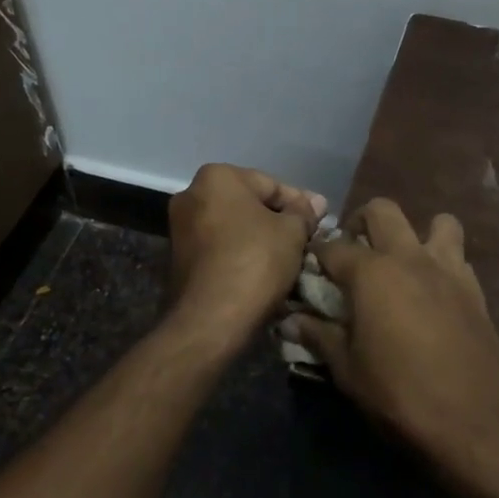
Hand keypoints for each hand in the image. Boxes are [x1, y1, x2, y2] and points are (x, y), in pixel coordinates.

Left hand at [167, 164, 325, 352]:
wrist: (211, 320)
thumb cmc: (255, 262)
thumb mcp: (292, 232)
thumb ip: (304, 212)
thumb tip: (316, 202)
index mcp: (217, 177)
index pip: (271, 184)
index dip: (300, 205)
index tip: (320, 223)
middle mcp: (191, 195)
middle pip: (249, 204)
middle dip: (277, 221)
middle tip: (306, 241)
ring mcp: (180, 228)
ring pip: (234, 228)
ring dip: (260, 239)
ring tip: (288, 259)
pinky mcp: (178, 259)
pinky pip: (219, 249)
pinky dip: (241, 255)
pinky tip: (263, 273)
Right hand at [285, 199, 498, 489]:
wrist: (476, 422)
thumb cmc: (400, 396)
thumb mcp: (348, 371)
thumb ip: (319, 337)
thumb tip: (291, 321)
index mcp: (372, 273)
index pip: (333, 246)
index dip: (316, 254)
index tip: (310, 267)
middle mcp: (409, 257)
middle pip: (382, 210)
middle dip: (362, 221)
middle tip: (354, 251)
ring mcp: (448, 269)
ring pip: (437, 221)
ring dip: (417, 232)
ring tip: (404, 262)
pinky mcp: (475, 289)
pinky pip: (458, 257)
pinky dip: (443, 262)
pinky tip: (434, 292)